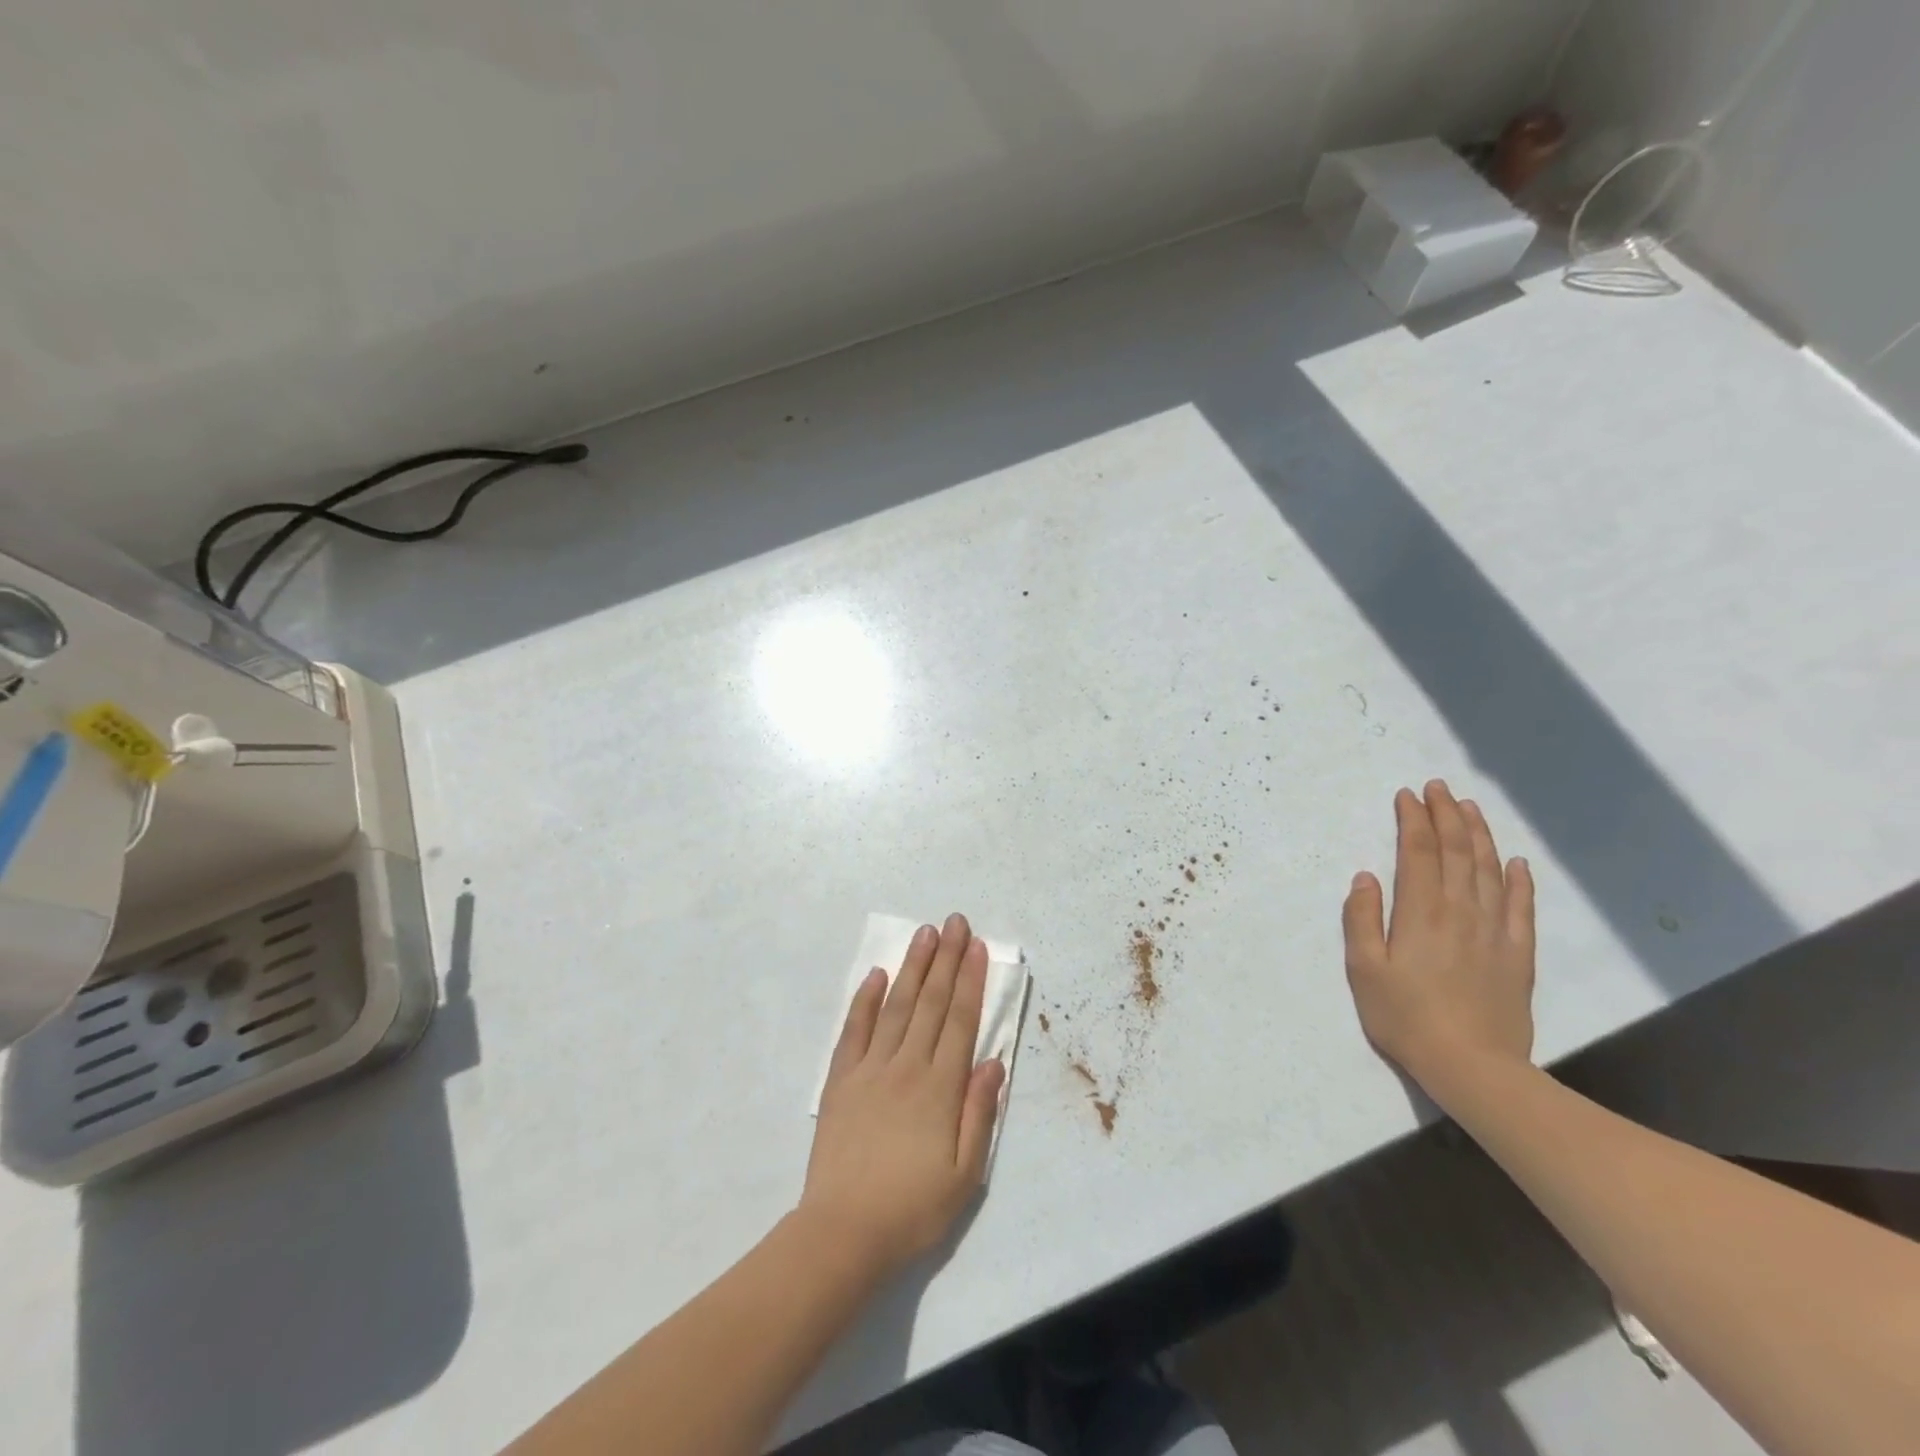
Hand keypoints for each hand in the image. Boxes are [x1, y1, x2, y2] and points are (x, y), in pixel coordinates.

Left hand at [799, 915, 1004, 1277]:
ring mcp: (870, 1069)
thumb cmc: (913, 1210)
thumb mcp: (966, 1176)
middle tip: (954, 921)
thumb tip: (994, 1062)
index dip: (970, 980)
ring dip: (912, 967)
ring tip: (924, 933)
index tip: (976, 946)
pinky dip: (865, 1000)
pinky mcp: (841, 1080)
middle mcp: (907, 1066)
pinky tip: (876, 975)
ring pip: (896, 1006)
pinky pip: (854, 1030)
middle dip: (945, 958)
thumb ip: (980, 1114)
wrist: (843, 1234)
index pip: (960, 1020)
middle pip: (930, 1002)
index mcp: (940, 1088)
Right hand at [1342, 781, 1536, 1090]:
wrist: (1473, 1067)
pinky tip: (1516, 862)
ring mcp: (1495, 932)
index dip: (1413, 820)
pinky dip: (1519, 880)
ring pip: (1489, 870)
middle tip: (1438, 788)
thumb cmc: (1405, 1017)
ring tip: (1470, 809)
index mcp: (1421, 912)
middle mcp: (1461, 911)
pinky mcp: (1518, 955)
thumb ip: (1362, 919)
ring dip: (1480, 835)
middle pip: (1457, 852)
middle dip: (1446, 816)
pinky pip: (1521, 907)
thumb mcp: (1364, 969)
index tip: (1407, 796)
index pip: (1419, 853)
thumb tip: (1365, 877)